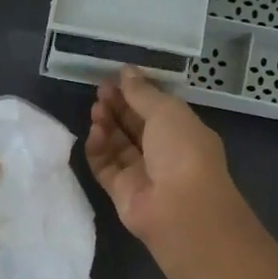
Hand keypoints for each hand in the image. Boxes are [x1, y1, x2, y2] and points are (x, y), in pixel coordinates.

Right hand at [86, 67, 241, 255]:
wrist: (179, 207)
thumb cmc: (182, 150)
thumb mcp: (167, 111)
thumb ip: (143, 92)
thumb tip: (126, 71)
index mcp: (182, 131)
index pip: (155, 109)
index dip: (136, 92)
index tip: (116, 78)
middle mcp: (163, 153)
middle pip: (134, 126)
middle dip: (118, 106)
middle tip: (100, 90)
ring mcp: (141, 173)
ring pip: (117, 145)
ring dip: (106, 125)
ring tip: (96, 109)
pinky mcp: (121, 191)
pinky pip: (105, 166)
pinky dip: (98, 149)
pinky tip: (94, 133)